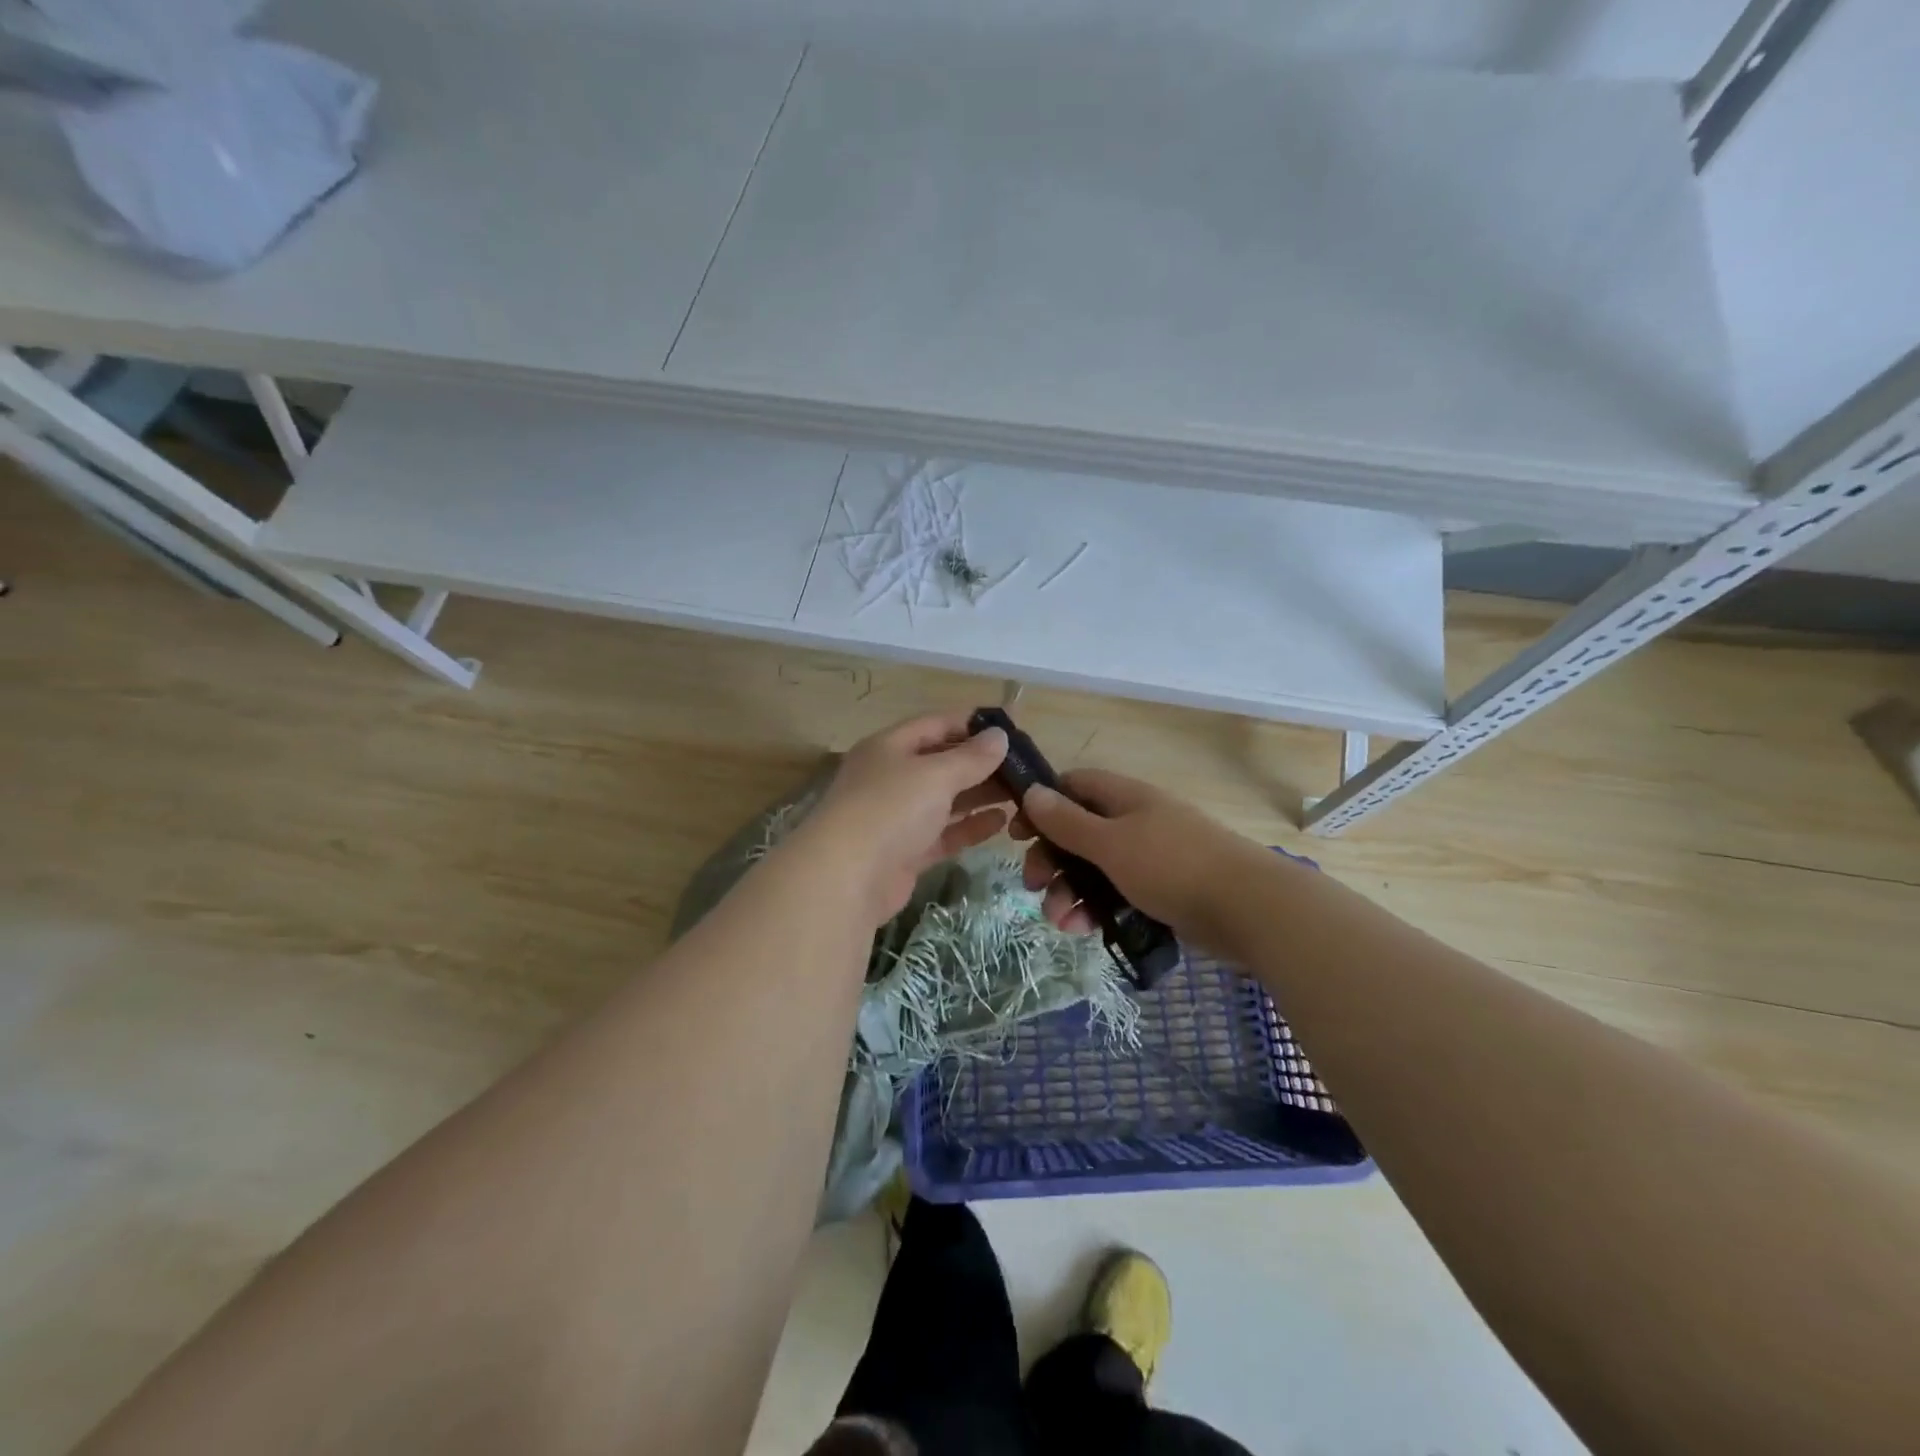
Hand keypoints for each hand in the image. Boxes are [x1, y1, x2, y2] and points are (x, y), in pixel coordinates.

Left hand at [797, 712, 1011, 924]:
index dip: (972, 724)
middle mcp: (891, 777)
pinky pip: (944, 833)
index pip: (936, 724)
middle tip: (1024, 766)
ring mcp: (897, 817)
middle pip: (942, 762)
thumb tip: (999, 736)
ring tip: (1022, 793)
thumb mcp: (935, 774)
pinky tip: (1001, 822)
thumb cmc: (891, 809)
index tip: (1012, 727)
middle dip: (982, 763)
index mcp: (889, 747)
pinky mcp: (906, 852)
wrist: (847, 877)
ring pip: (946, 799)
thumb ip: (971, 757)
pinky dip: (970, 826)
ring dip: (980, 795)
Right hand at [1012, 769, 1252, 942]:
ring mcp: (1152, 857)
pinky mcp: (1163, 891)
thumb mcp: (1110, 843)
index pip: (1073, 786)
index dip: (1042, 804)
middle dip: (1052, 859)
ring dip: (1071, 892)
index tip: (1017, 833)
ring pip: (1096, 869)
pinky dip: (1098, 909)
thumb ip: (1068, 821)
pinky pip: (1118, 894)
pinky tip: (1086, 931)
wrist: (1249, 909)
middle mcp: (1136, 821)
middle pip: (1079, 832)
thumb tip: (1032, 792)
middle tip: (1034, 886)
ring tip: (1061, 922)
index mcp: (1125, 798)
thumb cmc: (1172, 866)